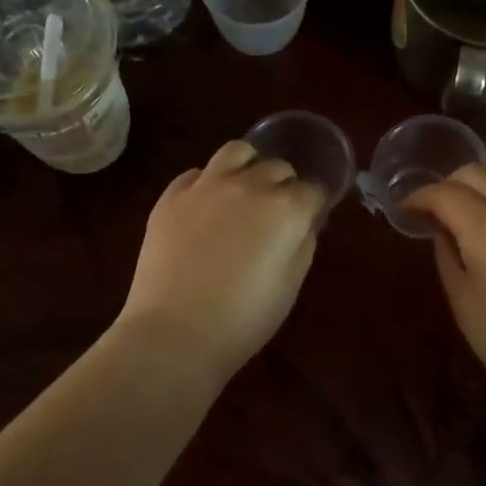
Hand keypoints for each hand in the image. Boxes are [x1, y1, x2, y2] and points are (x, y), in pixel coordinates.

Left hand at [115, 140, 324, 381]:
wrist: (175, 333)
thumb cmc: (244, 320)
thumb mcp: (290, 286)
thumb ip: (302, 244)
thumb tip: (302, 224)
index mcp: (286, 208)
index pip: (312, 189)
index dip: (313, 204)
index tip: (308, 219)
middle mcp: (249, 185)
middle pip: (277, 167)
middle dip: (284, 185)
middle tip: (276, 213)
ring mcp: (206, 186)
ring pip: (237, 151)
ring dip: (248, 166)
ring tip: (243, 190)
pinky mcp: (171, 196)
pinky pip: (196, 173)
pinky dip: (208, 182)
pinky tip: (205, 206)